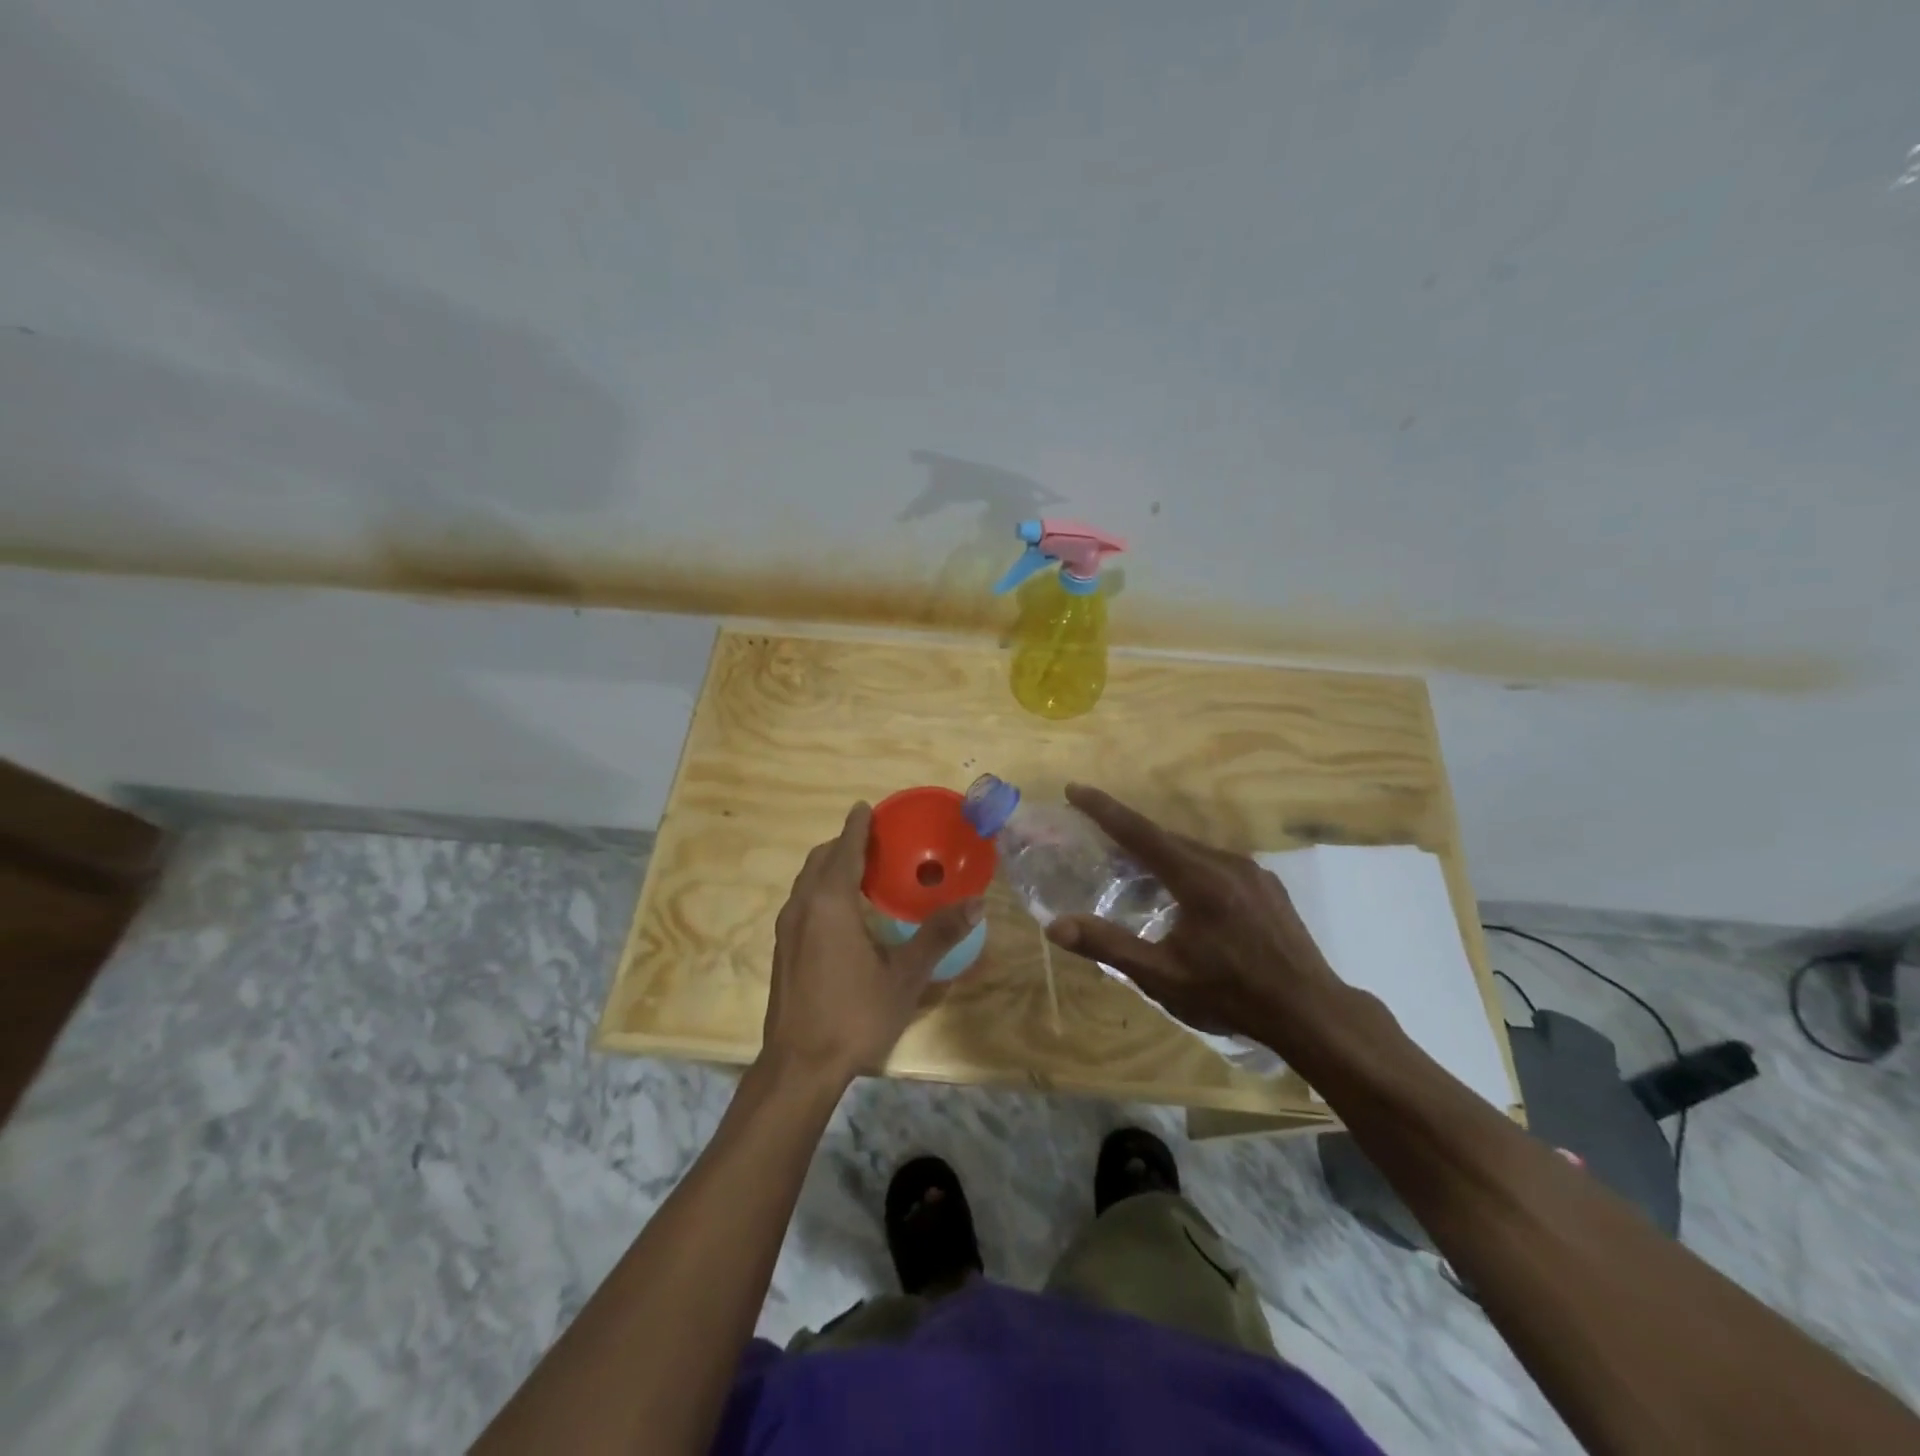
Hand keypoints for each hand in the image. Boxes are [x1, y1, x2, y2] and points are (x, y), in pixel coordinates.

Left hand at [761, 803, 983, 1085]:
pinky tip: (844, 913)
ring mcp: (787, 929)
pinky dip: (821, 890)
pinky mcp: (783, 949)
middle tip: (875, 841)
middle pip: (820, 860)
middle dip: (844, 844)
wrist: (799, 1066)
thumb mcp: (905, 977)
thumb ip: (938, 936)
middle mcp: (802, 907)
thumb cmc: (855, 1015)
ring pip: (807, 881)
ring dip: (830, 867)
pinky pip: (802, 902)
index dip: (857, 827)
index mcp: (830, 903)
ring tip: (862, 871)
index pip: (844, 850)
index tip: (867, 808)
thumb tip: (976, 904)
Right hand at [1043, 784, 1345, 1046]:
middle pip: (1165, 838)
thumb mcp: (1162, 976)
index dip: (1103, 809)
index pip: (1139, 832)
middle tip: (1097, 840)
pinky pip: (1216, 863)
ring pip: (1193, 850)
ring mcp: (1252, 872)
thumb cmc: (1231, 995)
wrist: (1311, 1012)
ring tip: (1136, 871)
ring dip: (1160, 854)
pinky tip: (1185, 894)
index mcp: (1197, 879)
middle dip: (1128, 835)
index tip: (1074, 789)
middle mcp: (1225, 862)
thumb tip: (1055, 927)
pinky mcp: (1268, 886)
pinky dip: (1188, 866)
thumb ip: (1108, 946)